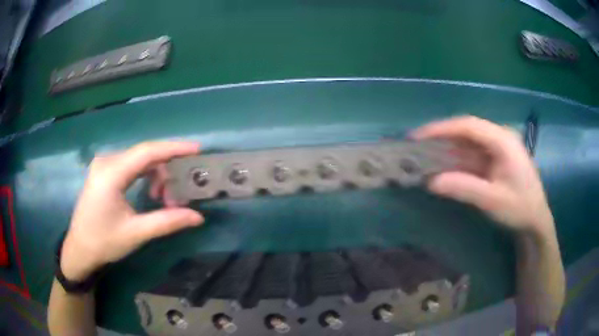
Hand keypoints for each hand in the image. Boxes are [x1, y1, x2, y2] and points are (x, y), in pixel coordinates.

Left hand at [61, 142, 203, 280]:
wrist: (80, 249)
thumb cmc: (104, 242)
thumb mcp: (136, 233)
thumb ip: (167, 221)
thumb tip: (198, 217)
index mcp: (111, 173)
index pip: (147, 151)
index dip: (174, 148)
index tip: (197, 149)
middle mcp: (107, 161)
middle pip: (145, 154)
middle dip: (166, 170)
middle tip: (179, 193)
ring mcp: (104, 164)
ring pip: (139, 159)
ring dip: (156, 174)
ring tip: (164, 198)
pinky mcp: (104, 171)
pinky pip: (131, 165)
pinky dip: (146, 175)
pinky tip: (151, 192)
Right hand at [412, 116, 553, 235]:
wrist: (536, 220)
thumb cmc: (519, 208)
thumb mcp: (493, 201)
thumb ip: (464, 188)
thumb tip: (432, 182)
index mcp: (503, 141)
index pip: (468, 126)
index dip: (442, 128)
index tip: (419, 136)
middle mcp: (501, 137)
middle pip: (467, 130)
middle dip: (443, 136)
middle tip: (419, 145)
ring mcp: (500, 146)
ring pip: (469, 141)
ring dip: (449, 147)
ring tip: (426, 153)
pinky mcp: (497, 157)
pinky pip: (474, 152)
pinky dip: (459, 158)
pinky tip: (446, 164)